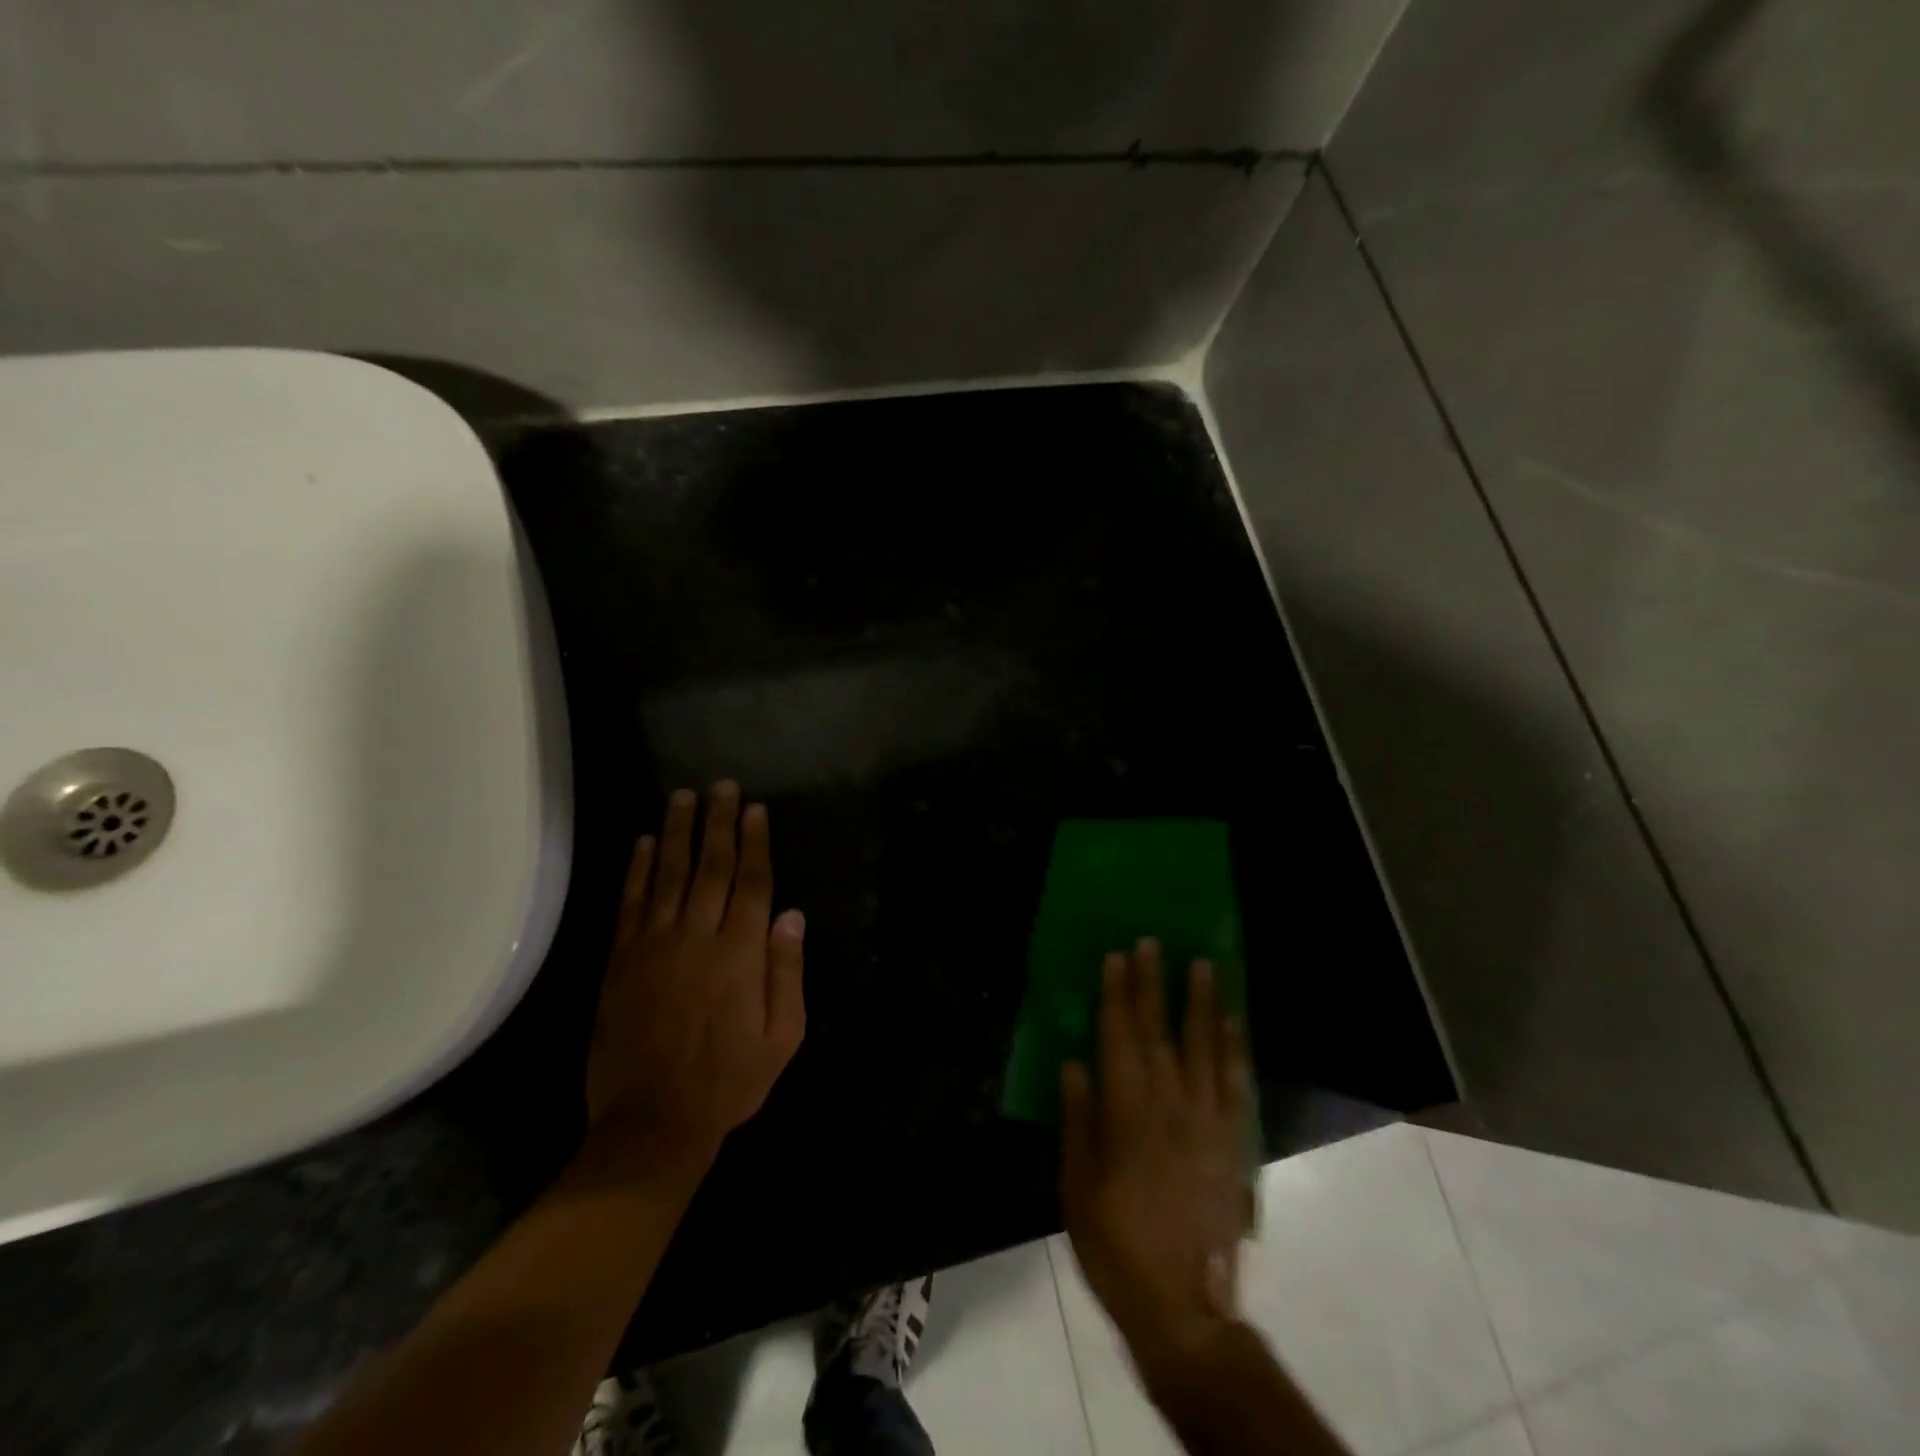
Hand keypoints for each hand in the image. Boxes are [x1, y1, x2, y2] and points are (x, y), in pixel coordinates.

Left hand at [585, 782, 806, 1166]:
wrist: (652, 1123)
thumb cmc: (729, 1081)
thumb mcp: (782, 1036)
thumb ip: (787, 972)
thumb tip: (792, 915)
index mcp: (740, 953)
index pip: (752, 882)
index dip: (755, 842)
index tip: (754, 808)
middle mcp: (697, 937)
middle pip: (711, 867)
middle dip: (718, 823)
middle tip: (722, 786)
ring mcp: (653, 946)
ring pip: (667, 875)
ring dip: (676, 833)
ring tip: (682, 797)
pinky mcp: (620, 961)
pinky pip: (629, 904)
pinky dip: (635, 870)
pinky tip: (640, 843)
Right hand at [1061, 940, 1253, 1379]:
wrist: (1185, 1307)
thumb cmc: (1116, 1246)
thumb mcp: (1078, 1188)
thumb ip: (1079, 1122)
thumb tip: (1074, 1064)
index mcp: (1129, 1115)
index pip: (1120, 1040)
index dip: (1117, 996)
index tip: (1117, 957)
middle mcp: (1170, 1107)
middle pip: (1160, 1033)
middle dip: (1154, 985)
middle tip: (1153, 943)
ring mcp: (1207, 1122)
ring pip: (1204, 1048)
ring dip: (1201, 1003)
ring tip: (1203, 965)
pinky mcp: (1232, 1142)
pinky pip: (1234, 1084)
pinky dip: (1234, 1049)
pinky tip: (1233, 1022)